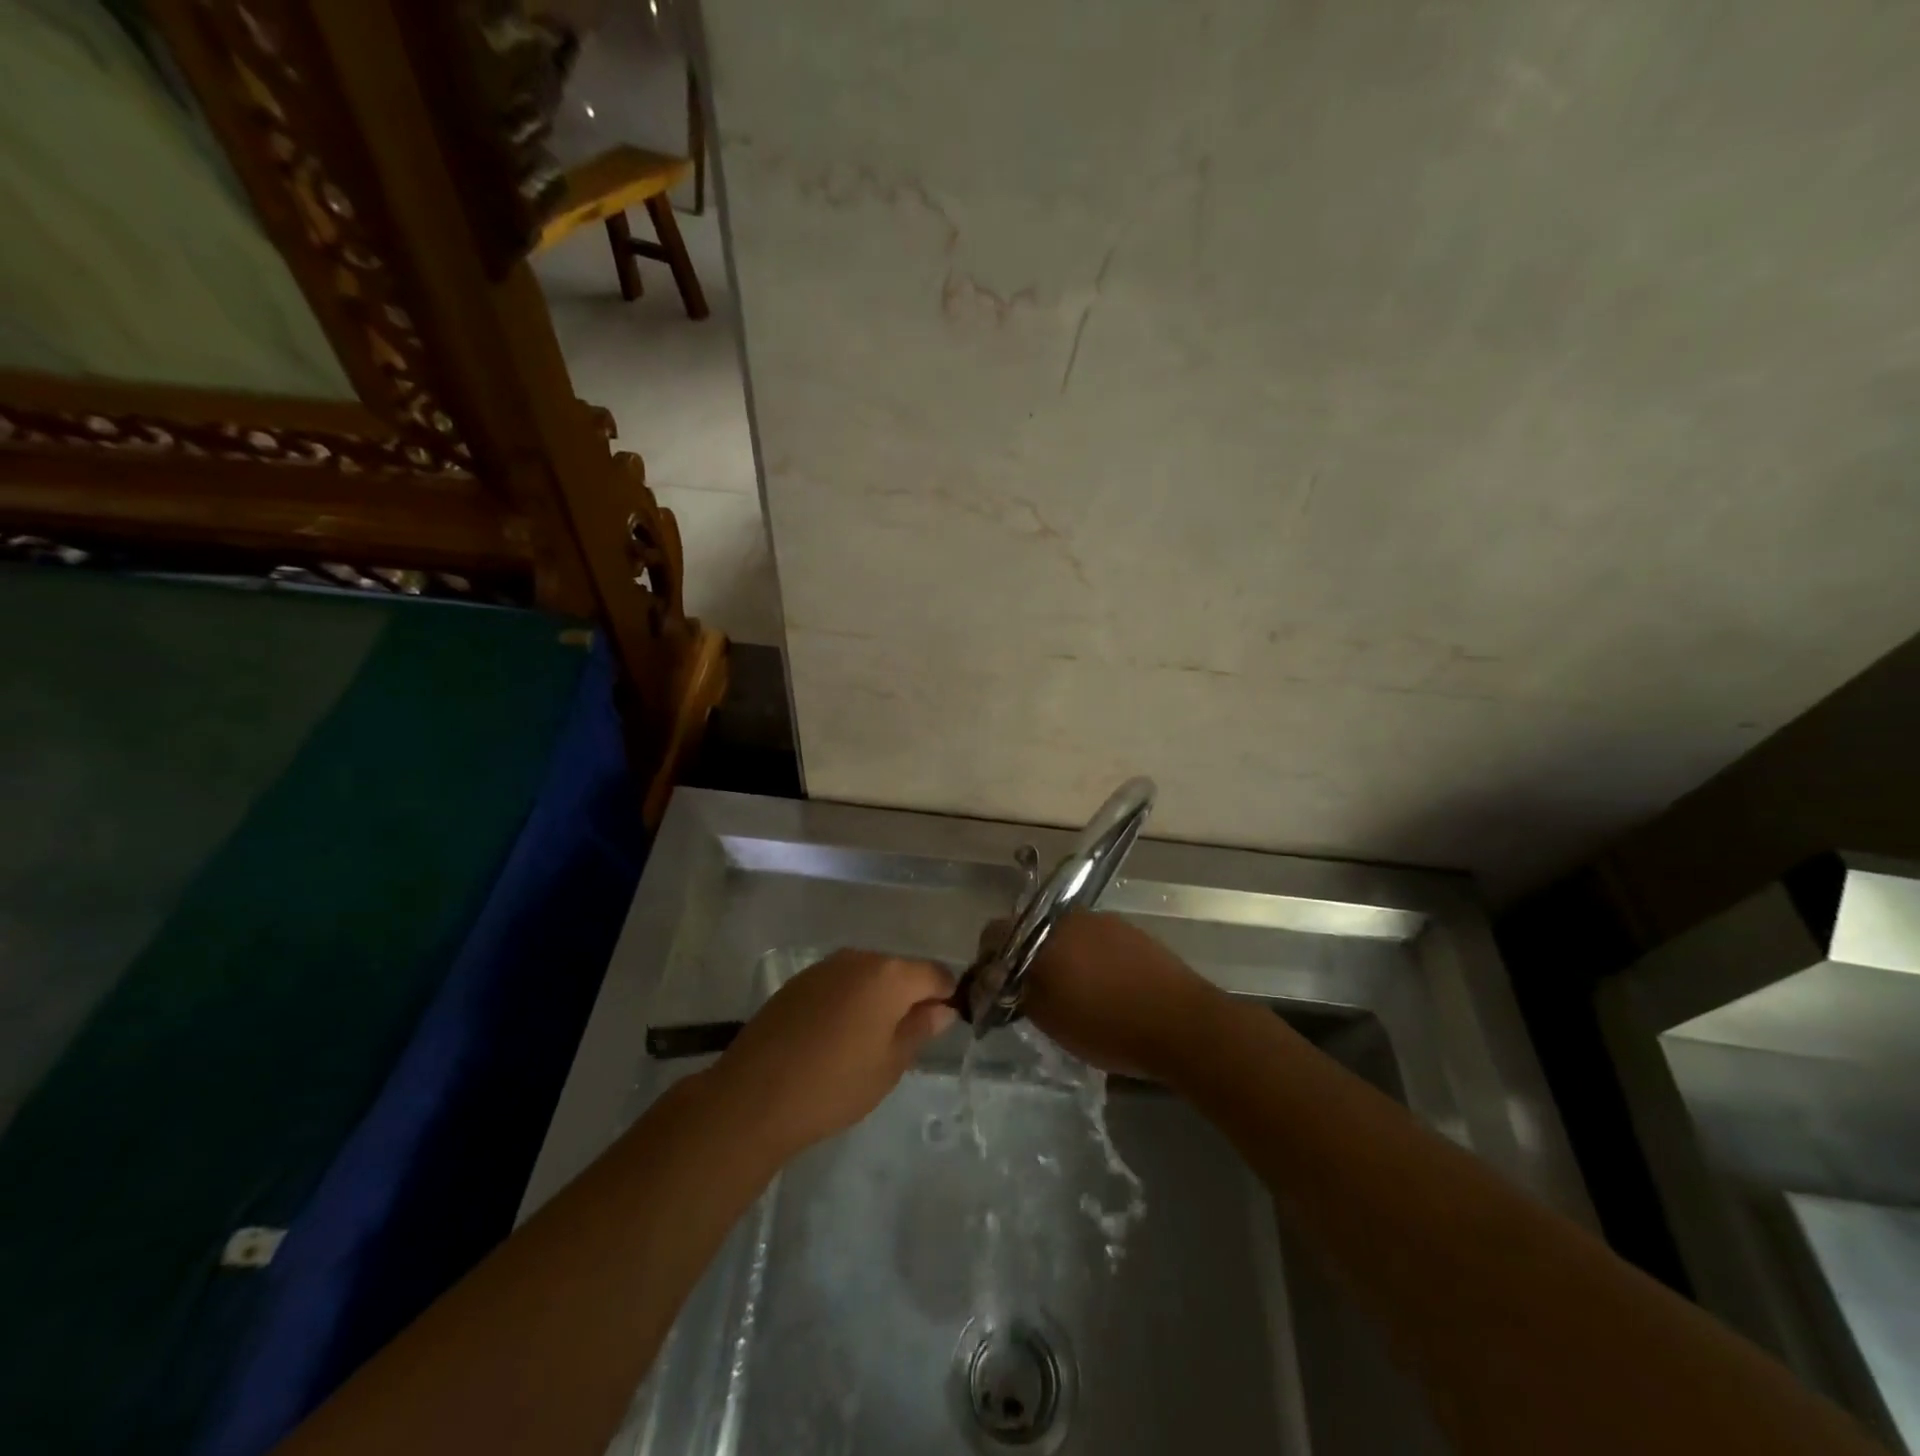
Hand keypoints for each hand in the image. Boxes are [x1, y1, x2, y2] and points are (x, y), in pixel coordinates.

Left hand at [706, 949, 956, 1160]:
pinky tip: (836, 1036)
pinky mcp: (799, 980)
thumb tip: (943, 1008)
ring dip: (877, 999)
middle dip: (910, 997)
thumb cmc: (834, 1085)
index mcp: (890, 974)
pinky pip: (839, 983)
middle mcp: (859, 958)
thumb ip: (920, 1028)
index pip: (936, 974)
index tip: (942, 1026)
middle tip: (904, 1040)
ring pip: (868, 975)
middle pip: (900, 970)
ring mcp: (825, 966)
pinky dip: (848, 1001)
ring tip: (868, 1041)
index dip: (946, 997)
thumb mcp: (890, 1064)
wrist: (754, 1097)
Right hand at [1013, 912, 1220, 1081]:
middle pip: (1031, 929)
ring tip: (1072, 991)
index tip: (996, 985)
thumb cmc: (1108, 1026)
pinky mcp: (1129, 930)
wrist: (1182, 1023)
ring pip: (1065, 933)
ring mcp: (1102, 920)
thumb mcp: (1048, 1019)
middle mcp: (1068, 917)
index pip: (995, 932)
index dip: (989, 958)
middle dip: (1026, 955)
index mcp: (1041, 935)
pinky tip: (1103, 986)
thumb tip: (998, 978)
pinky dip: (1089, 956)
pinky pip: (1094, 938)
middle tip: (1032, 990)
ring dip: (1060, 955)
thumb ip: (1017, 992)